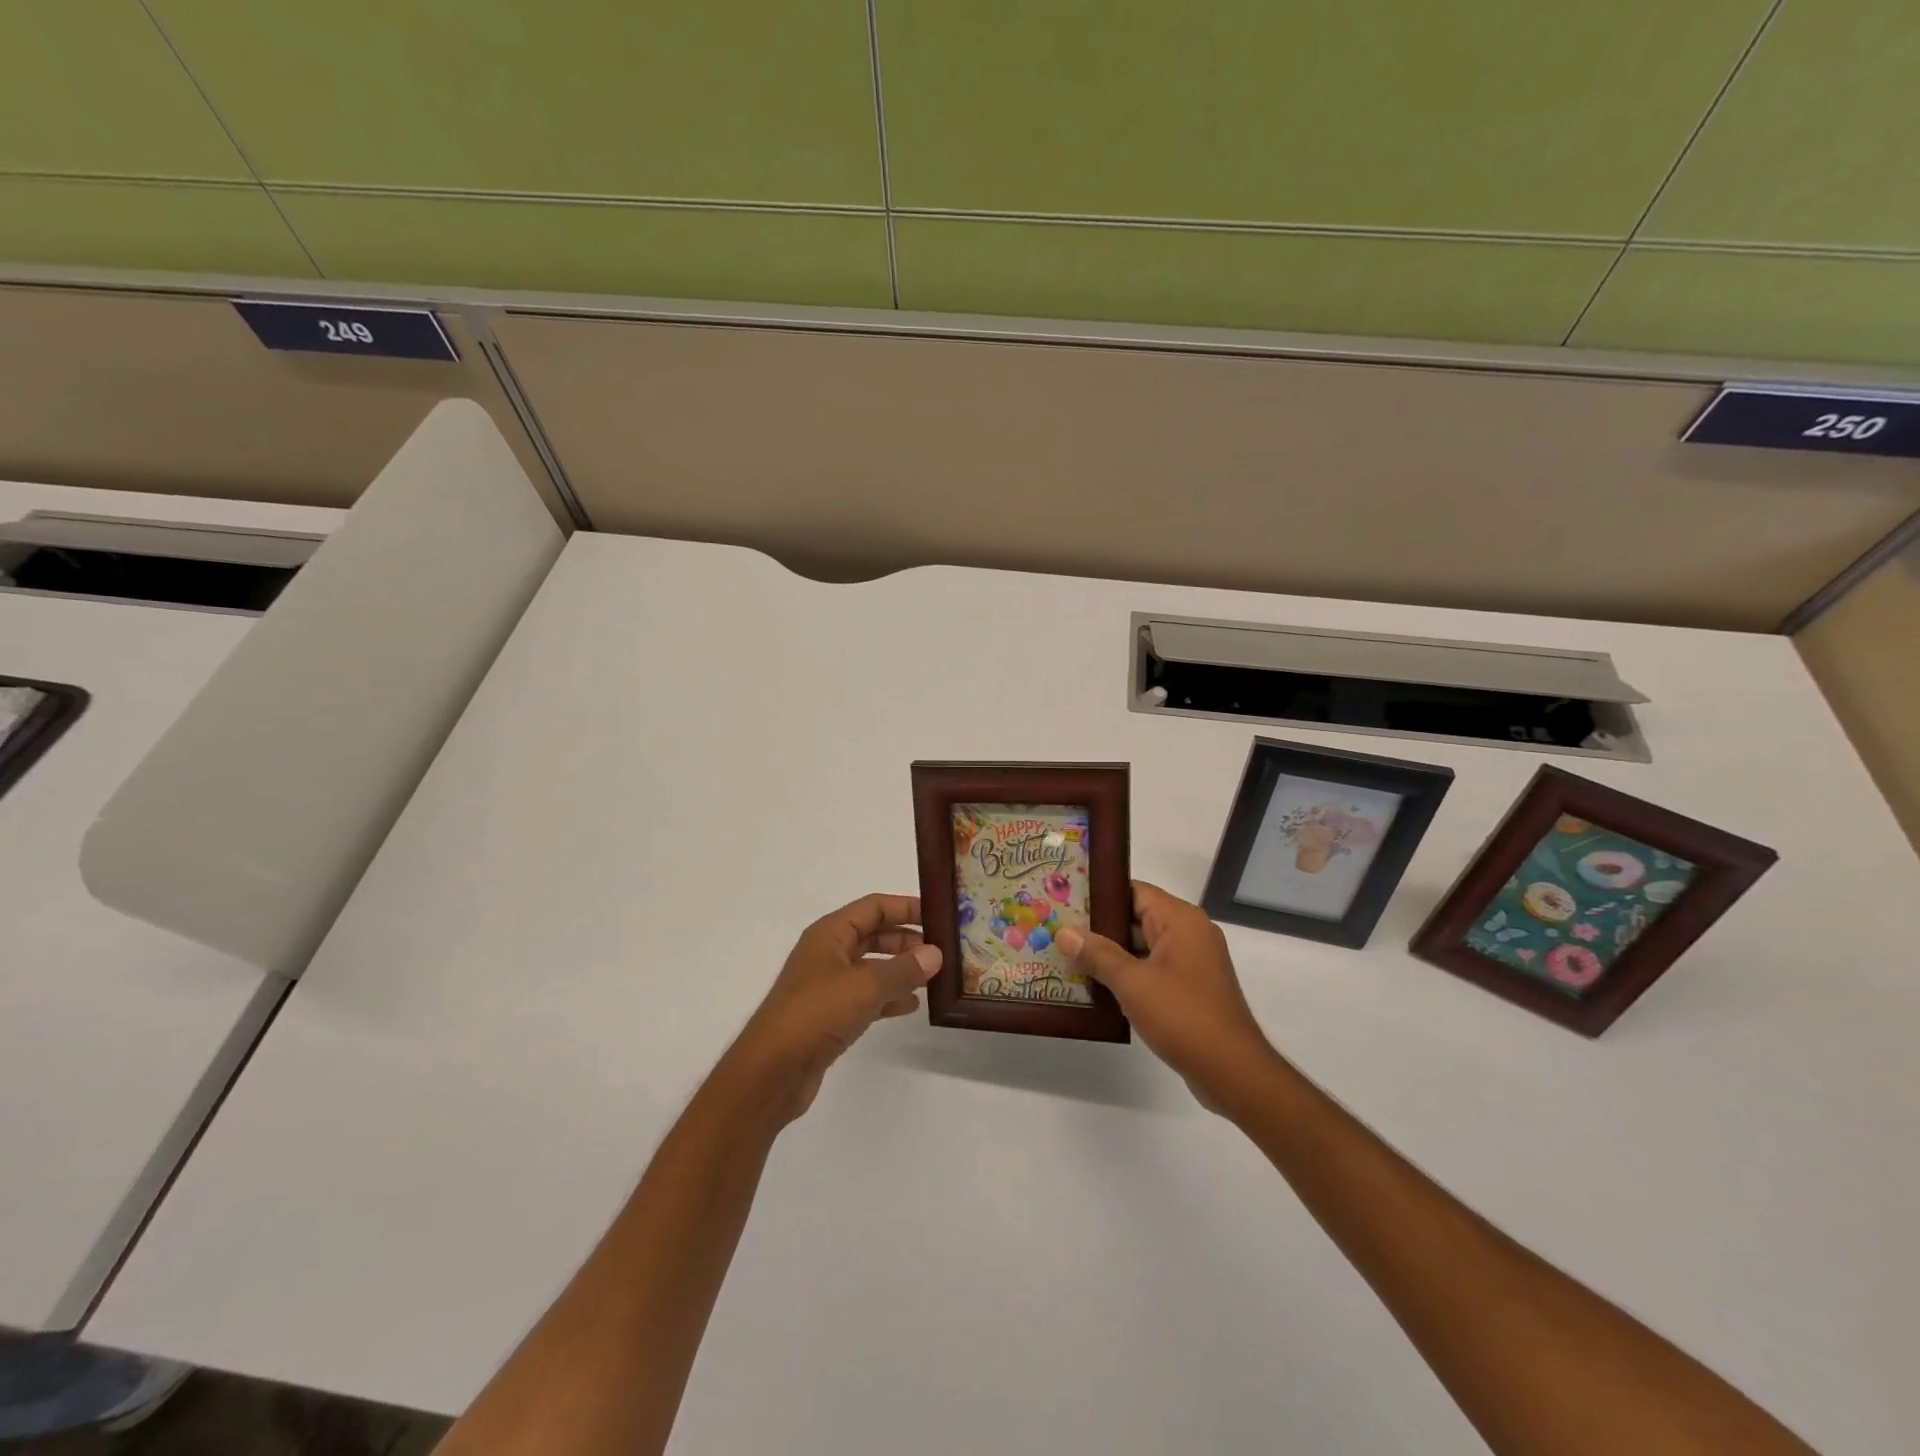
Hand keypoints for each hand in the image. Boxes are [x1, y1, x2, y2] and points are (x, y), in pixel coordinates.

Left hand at [724, 893, 939, 1123]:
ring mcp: (827, 985)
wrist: (772, 1071)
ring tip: (933, 977)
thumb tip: (935, 953)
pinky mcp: (829, 1015)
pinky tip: (911, 1005)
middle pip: (873, 934)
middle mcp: (828, 953)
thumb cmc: (816, 1013)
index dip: (905, 907)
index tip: (939, 915)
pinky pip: (866, 996)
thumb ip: (903, 969)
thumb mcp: (865, 986)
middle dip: (906, 939)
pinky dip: (888, 997)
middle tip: (941, 949)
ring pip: (871, 967)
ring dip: (900, 969)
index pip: (874, 907)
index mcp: (830, 934)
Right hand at [1058, 881, 1277, 1113]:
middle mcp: (1189, 934)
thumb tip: (1064, 932)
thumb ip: (1097, 954)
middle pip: (1136, 918)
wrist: (1232, 1072)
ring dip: (1110, 955)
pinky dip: (1126, 976)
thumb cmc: (1183, 1016)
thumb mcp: (1132, 982)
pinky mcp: (1189, 990)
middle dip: (1099, 927)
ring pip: (1141, 947)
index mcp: (1181, 920)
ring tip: (1067, 956)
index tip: (1066, 899)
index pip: (1134, 891)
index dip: (1100, 894)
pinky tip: (1094, 986)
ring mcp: (1191, 963)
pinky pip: (1151, 971)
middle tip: (1058, 930)